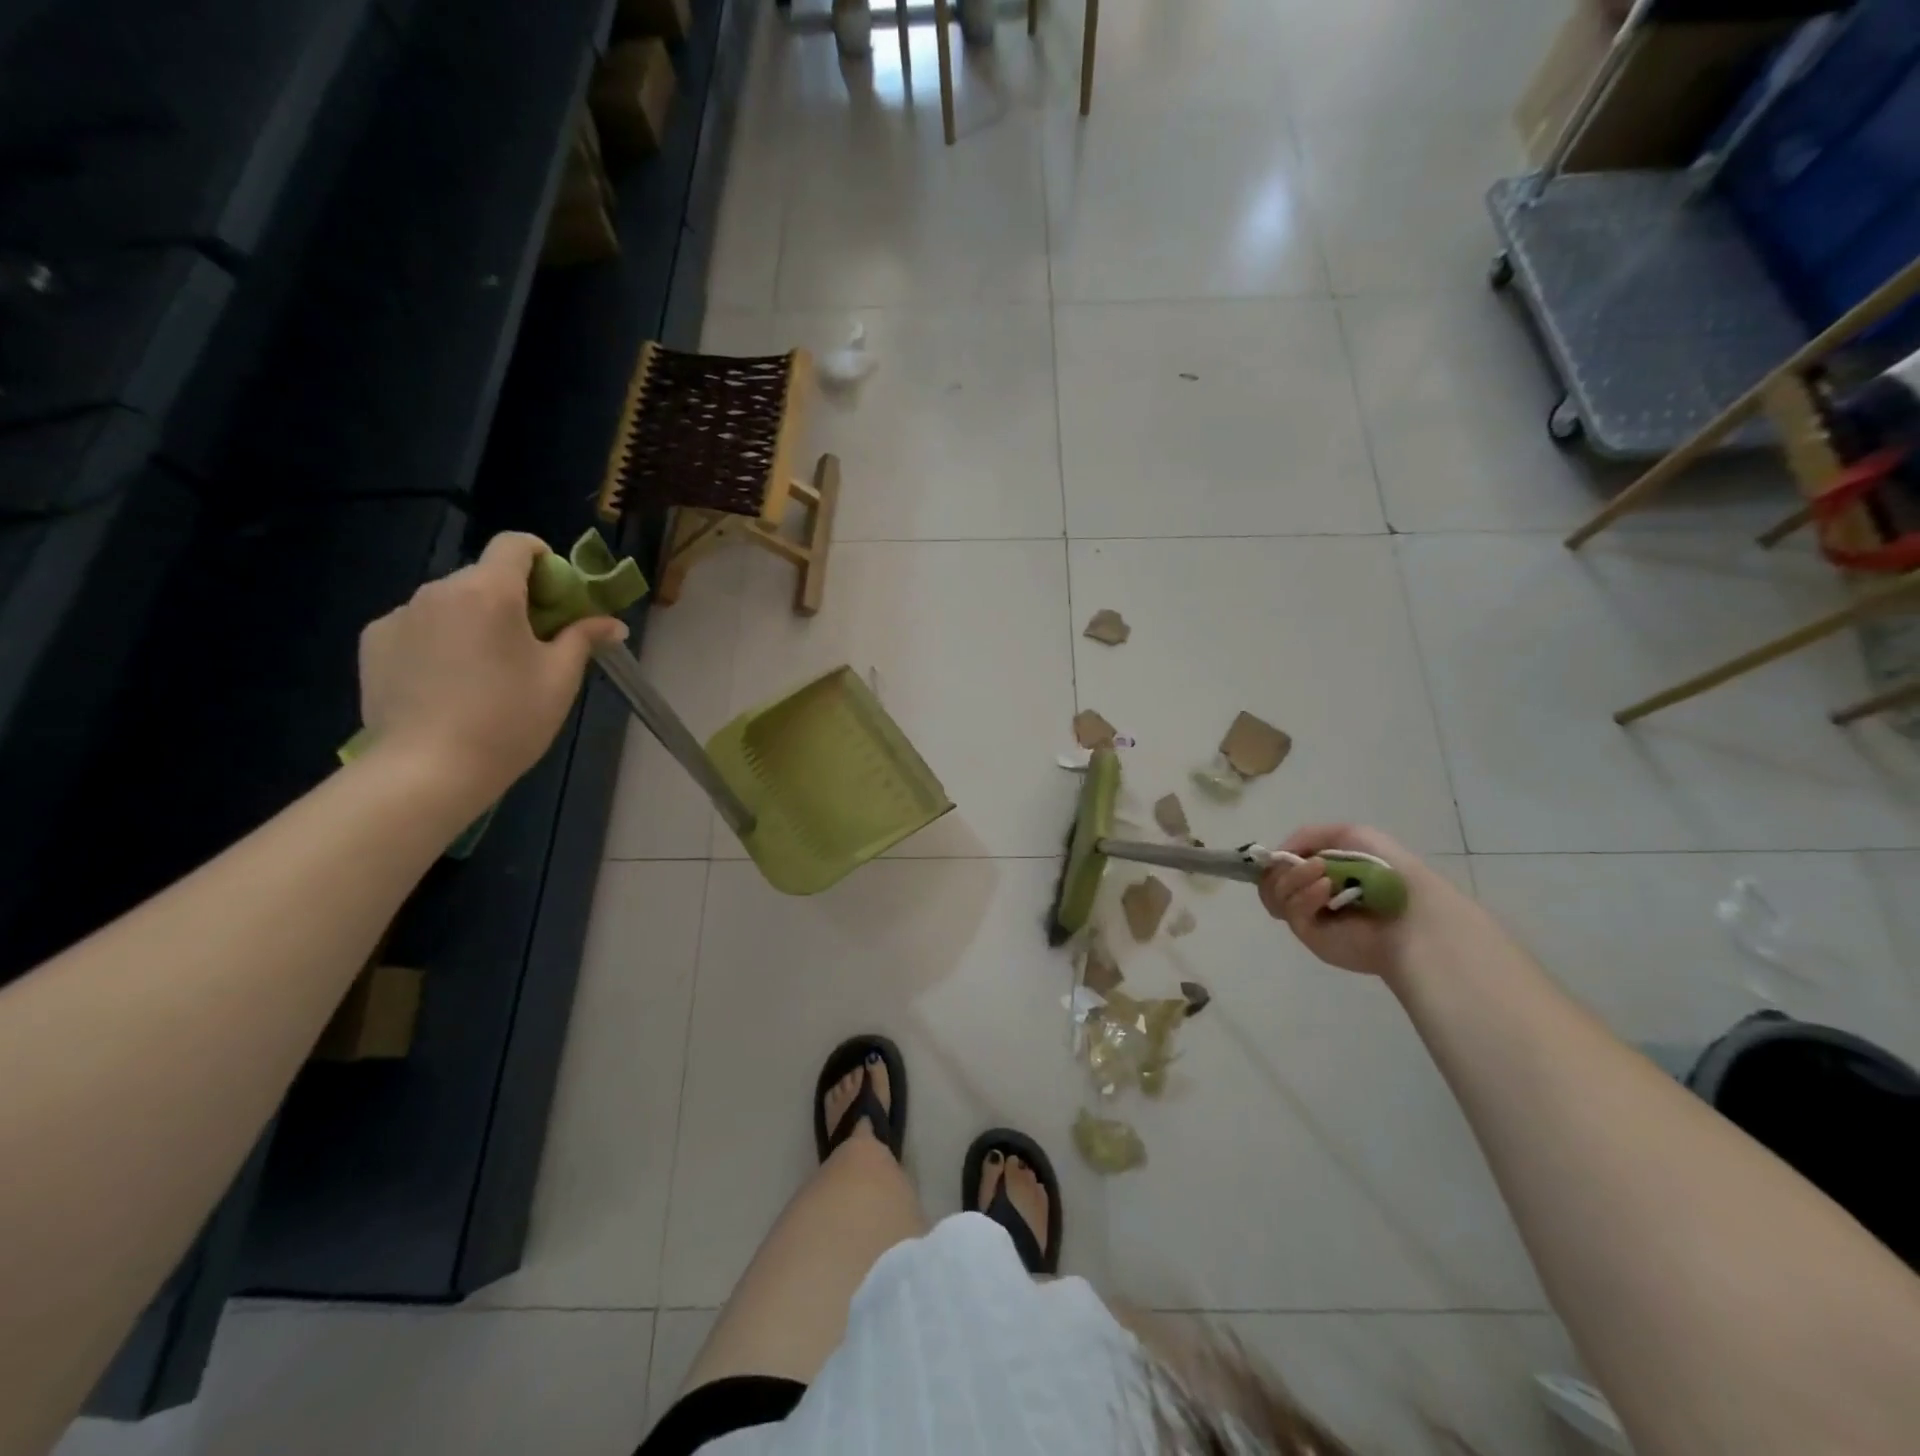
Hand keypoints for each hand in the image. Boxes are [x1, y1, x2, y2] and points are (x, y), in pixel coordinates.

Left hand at [357, 533, 627, 808]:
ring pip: (451, 602)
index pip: (516, 544)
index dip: (543, 559)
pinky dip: (440, 640)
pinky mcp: (374, 641)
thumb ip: (584, 638)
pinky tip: (448, 682)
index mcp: (490, 592)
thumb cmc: (509, 720)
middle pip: (485, 576)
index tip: (558, 593)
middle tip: (532, 644)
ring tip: (487, 671)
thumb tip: (612, 623)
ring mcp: (400, 614)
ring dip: (475, 620)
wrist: (427, 769)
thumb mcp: (560, 679)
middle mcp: (439, 590)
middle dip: (513, 598)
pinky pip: (419, 625)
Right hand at [1258, 824, 1488, 982]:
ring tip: (1324, 874)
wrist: (1413, 912)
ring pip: (1273, 894)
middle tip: (1308, 863)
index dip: (1276, 858)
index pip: (1280, 864)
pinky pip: (1290, 911)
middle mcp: (1309, 893)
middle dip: (1284, 867)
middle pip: (1270, 880)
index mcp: (1319, 871)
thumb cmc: (1386, 869)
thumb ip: (1307, 835)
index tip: (1279, 853)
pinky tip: (1327, 890)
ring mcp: (1308, 915)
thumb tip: (1279, 854)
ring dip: (1294, 877)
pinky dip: (1305, 896)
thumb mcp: (1350, 834)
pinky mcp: (1309, 934)